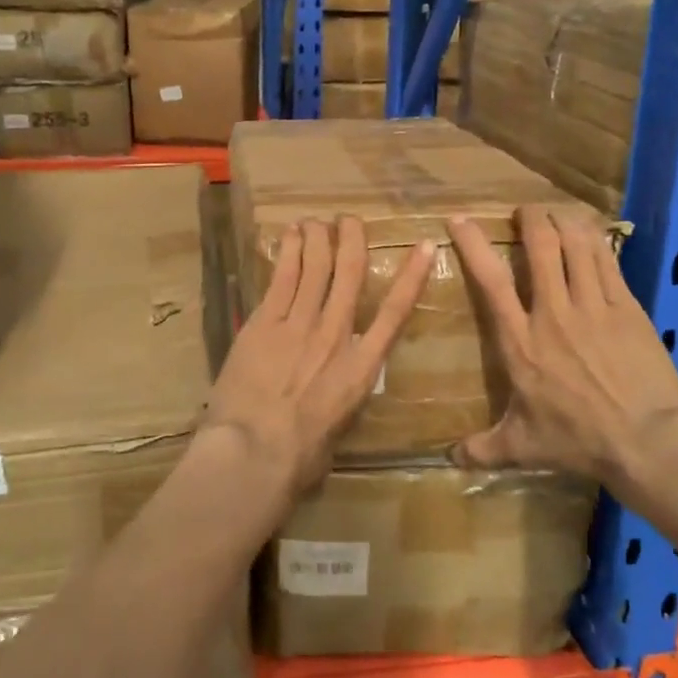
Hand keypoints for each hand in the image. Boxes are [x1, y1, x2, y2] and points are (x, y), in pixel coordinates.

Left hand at [202, 217, 435, 497]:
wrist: (255, 452)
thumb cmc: (300, 457)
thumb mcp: (337, 431)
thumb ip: (340, 402)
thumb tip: (334, 399)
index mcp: (361, 367)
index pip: (395, 312)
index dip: (411, 276)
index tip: (422, 246)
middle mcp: (335, 335)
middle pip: (349, 274)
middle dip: (352, 241)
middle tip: (350, 220)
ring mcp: (299, 324)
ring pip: (315, 267)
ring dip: (318, 238)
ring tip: (318, 221)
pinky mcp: (265, 323)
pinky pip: (282, 278)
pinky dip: (288, 252)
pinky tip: (290, 234)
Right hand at [447, 205, 677, 490]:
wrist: (647, 442)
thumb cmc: (577, 441)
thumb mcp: (522, 446)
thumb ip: (483, 448)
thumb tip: (448, 459)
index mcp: (521, 341)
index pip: (490, 281)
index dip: (473, 245)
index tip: (460, 219)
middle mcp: (553, 313)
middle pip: (540, 248)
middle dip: (531, 219)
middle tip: (527, 210)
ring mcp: (594, 307)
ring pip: (576, 246)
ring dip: (564, 222)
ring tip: (558, 213)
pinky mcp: (628, 308)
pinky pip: (609, 262)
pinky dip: (597, 240)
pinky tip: (591, 232)